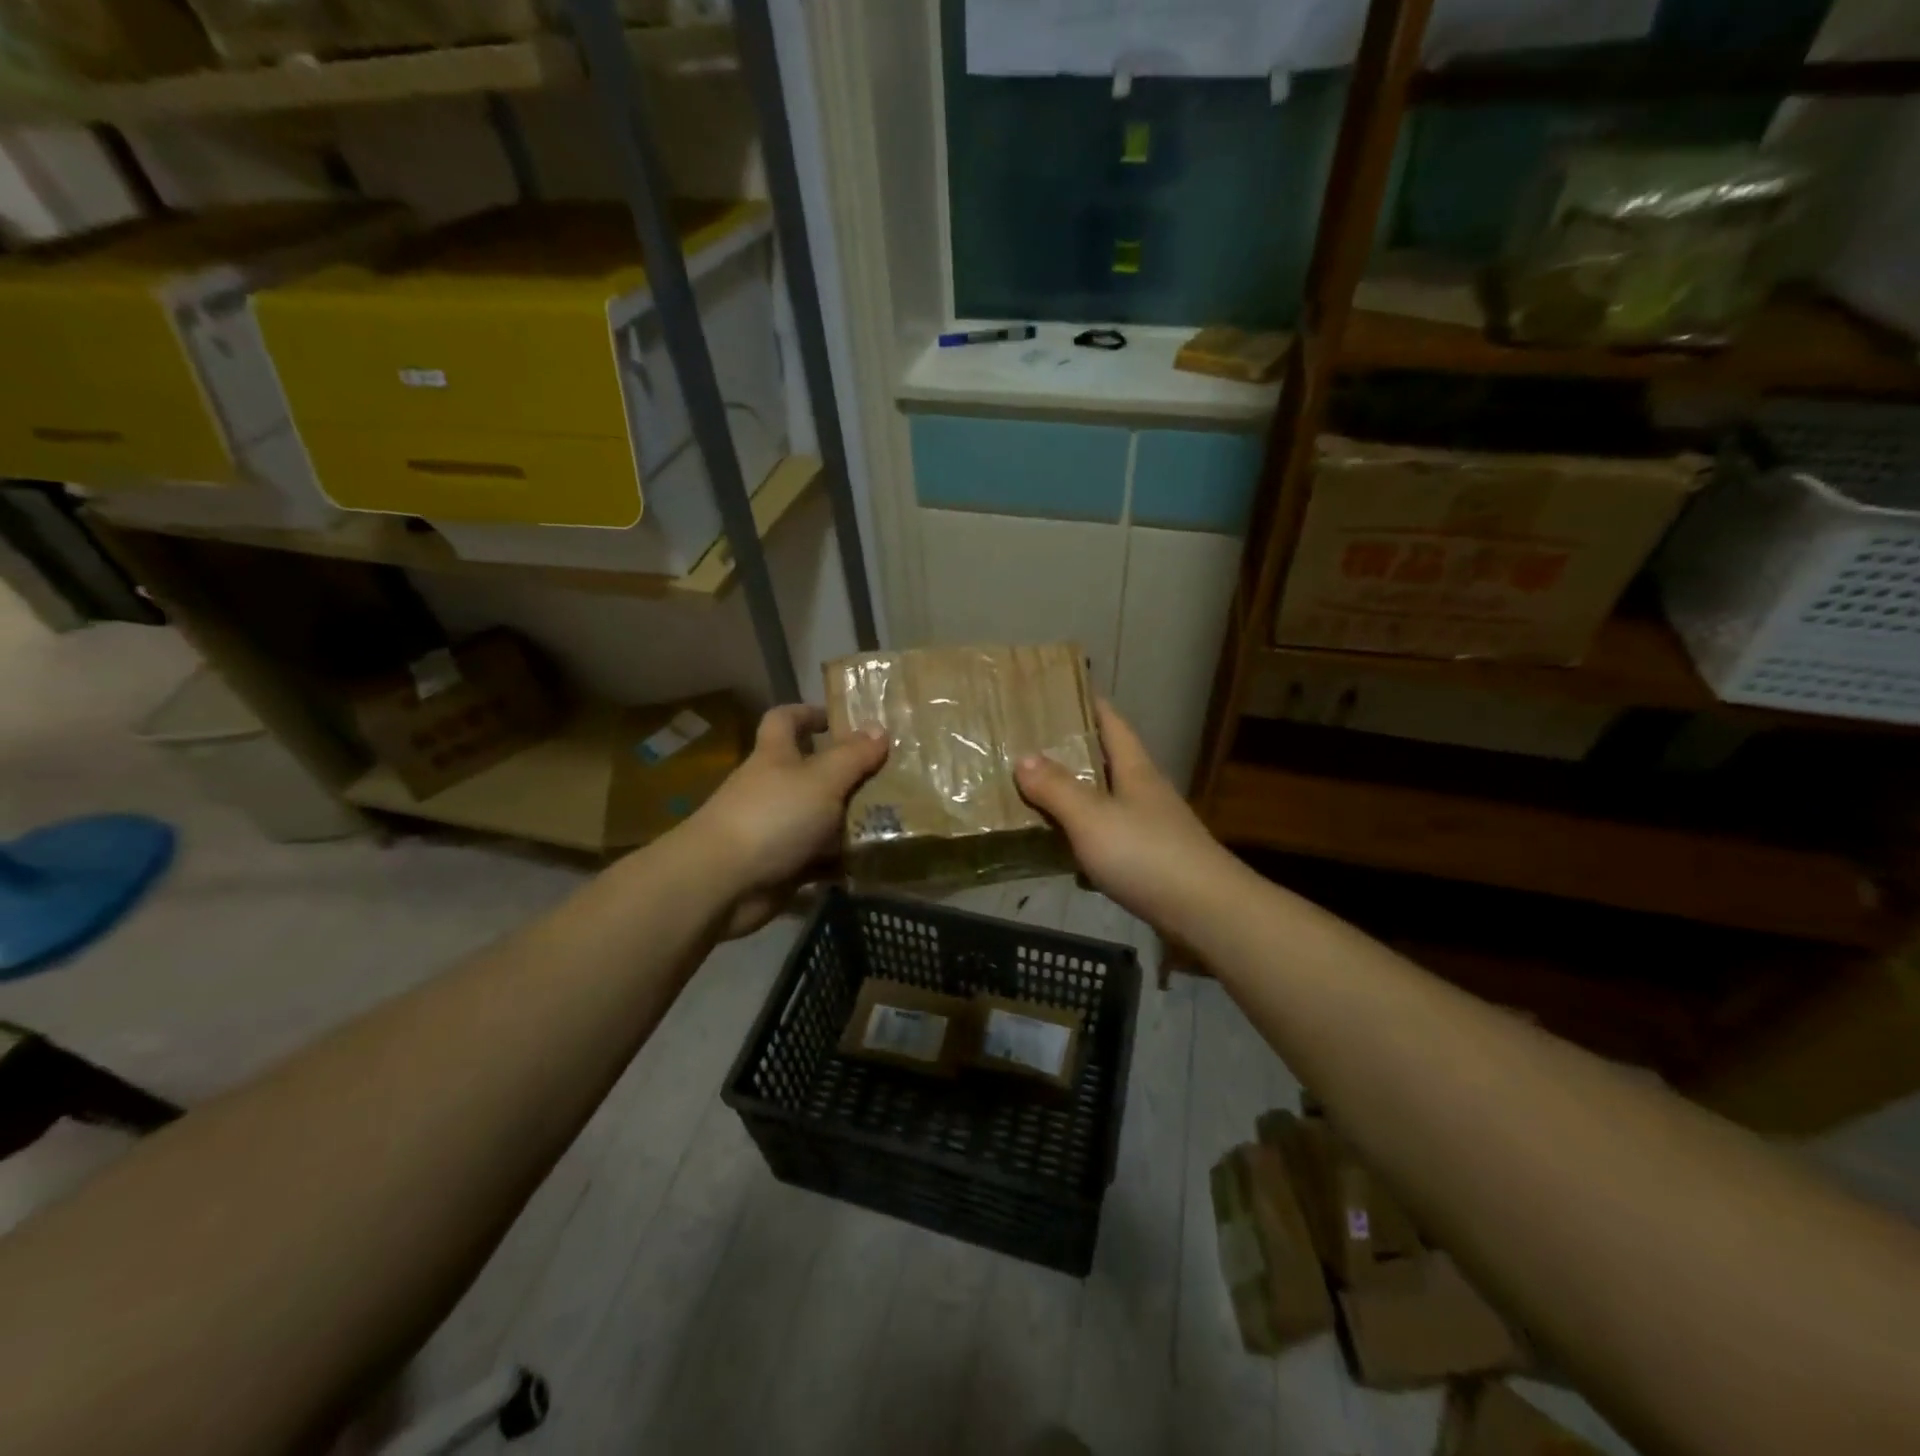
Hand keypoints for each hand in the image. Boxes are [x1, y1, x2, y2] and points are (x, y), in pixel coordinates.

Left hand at [687, 704, 888, 937]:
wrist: (722, 883)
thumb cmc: (773, 817)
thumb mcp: (822, 780)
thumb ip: (853, 756)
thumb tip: (879, 727)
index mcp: (775, 756)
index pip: (785, 720)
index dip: (808, 713)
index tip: (839, 719)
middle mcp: (772, 787)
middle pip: (809, 771)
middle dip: (845, 773)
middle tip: (888, 775)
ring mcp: (774, 828)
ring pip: (818, 816)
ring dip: (848, 818)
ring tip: (893, 818)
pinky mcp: (780, 865)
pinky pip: (817, 857)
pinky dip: (839, 859)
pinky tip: (871, 859)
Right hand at [1015, 700, 1240, 939]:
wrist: (1205, 912)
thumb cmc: (1146, 854)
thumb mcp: (1091, 817)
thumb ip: (1056, 787)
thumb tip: (1023, 757)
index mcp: (1135, 769)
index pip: (1112, 722)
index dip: (1088, 704)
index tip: (1058, 691)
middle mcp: (1145, 791)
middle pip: (1107, 760)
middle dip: (1073, 751)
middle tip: (1030, 745)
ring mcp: (1151, 827)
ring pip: (1106, 801)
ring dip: (1076, 796)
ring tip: (1036, 794)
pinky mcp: (1150, 860)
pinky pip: (1108, 839)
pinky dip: (1084, 839)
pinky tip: (1062, 852)